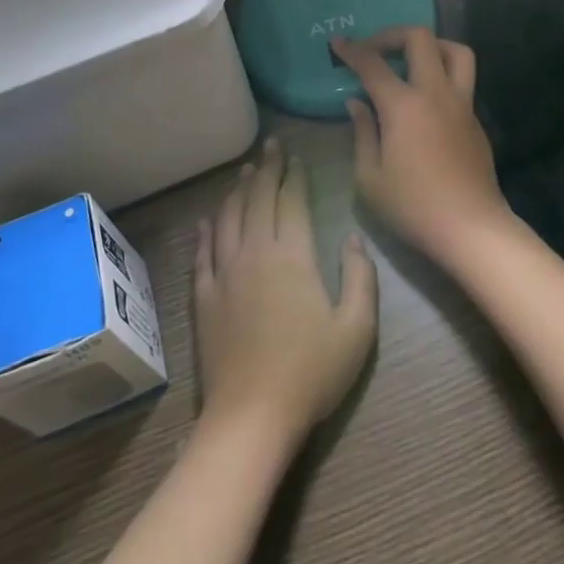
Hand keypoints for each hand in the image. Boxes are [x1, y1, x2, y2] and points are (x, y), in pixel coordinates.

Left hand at [193, 139, 376, 444]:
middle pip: (258, 199)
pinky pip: (203, 254)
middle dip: (267, 169)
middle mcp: (255, 253)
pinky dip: (205, 232)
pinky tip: (207, 220)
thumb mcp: (357, 328)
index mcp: (292, 255)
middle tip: (271, 147)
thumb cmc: (312, 372)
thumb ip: (360, 276)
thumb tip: (353, 237)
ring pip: (229, 218)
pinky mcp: (204, 297)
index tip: (297, 158)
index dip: (295, 176)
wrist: (252, 416)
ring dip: (238, 191)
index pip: (292, 202)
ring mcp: (225, 274)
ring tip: (245, 171)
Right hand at [333, 29, 510, 264]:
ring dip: (431, 46)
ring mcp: (462, 104)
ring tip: (410, 60)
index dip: (352, 50)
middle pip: (420, 39)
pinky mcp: (475, 119)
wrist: (471, 228)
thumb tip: (357, 103)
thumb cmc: (413, 206)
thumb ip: (362, 132)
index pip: (373, 64)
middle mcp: (436, 93)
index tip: (338, 43)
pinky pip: (463, 80)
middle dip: (392, 35)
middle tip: (374, 49)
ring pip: (455, 51)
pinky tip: (425, 99)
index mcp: (404, 105)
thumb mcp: (369, 177)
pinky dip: (442, 74)